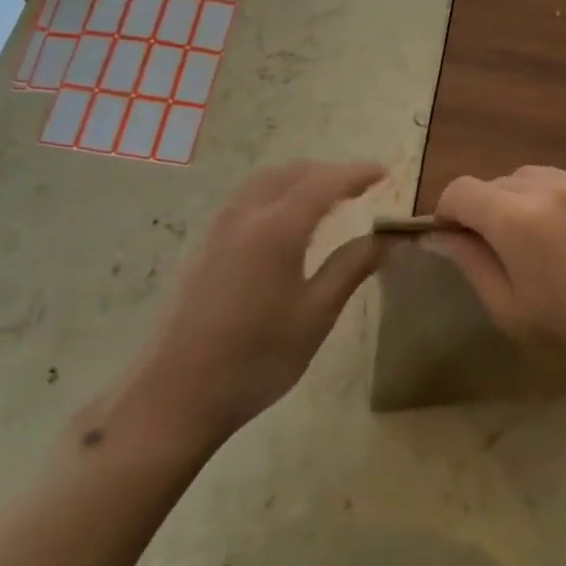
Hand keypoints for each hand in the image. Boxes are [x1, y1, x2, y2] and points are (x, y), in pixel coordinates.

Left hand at [124, 161, 386, 444]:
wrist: (178, 393)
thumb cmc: (257, 357)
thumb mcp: (317, 314)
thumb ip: (352, 266)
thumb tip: (387, 238)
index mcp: (277, 228)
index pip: (325, 183)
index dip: (357, 174)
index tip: (385, 173)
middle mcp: (246, 214)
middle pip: (292, 173)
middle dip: (329, 172)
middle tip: (361, 187)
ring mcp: (220, 227)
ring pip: (266, 181)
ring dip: (300, 179)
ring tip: (328, 197)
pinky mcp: (205, 244)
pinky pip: (247, 198)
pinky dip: (277, 192)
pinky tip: (286, 219)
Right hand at [425, 166, 565, 415]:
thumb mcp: (509, 312)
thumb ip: (470, 262)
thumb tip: (437, 235)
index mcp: (519, 219)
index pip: (461, 191)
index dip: (448, 214)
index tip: (455, 243)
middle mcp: (554, 187)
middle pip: (499, 182)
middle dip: (487, 210)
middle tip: (500, 255)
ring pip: (536, 178)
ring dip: (523, 202)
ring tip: (541, 246)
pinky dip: (561, 203)